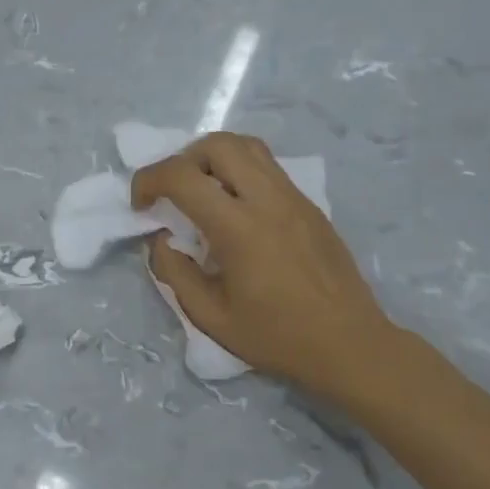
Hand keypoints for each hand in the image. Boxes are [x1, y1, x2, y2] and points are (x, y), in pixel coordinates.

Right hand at [132, 133, 397, 408]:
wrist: (349, 343)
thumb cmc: (277, 337)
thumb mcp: (211, 317)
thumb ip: (176, 273)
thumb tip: (160, 241)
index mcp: (238, 228)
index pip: (182, 176)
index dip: (149, 180)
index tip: (140, 205)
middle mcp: (268, 199)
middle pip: (218, 144)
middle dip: (182, 159)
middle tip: (172, 193)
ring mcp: (294, 198)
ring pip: (248, 147)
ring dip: (213, 158)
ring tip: (202, 192)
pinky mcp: (310, 205)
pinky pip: (268, 168)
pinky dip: (240, 171)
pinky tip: (235, 208)